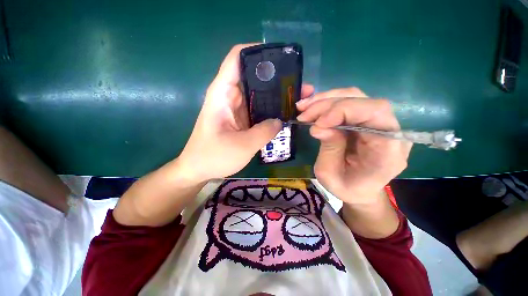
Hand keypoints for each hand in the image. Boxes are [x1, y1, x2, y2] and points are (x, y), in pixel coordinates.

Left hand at [177, 44, 313, 181]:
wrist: (199, 169)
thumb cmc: (214, 156)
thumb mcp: (243, 145)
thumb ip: (265, 131)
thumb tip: (280, 120)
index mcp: (223, 93)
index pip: (238, 58)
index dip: (258, 52)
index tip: (282, 59)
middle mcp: (230, 96)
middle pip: (254, 76)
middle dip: (277, 78)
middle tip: (299, 85)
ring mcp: (237, 108)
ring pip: (259, 94)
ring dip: (277, 96)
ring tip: (298, 98)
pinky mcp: (241, 119)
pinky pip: (259, 109)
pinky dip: (271, 110)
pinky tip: (286, 114)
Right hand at [296, 88, 411, 204]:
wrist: (360, 190)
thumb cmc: (347, 188)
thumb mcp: (330, 175)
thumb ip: (329, 149)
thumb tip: (318, 126)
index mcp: (387, 150)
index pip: (375, 113)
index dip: (343, 110)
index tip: (317, 123)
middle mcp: (389, 130)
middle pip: (362, 100)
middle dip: (328, 104)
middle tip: (303, 113)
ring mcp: (378, 122)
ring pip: (354, 96)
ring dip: (325, 100)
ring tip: (304, 108)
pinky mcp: (366, 119)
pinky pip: (348, 102)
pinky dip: (327, 103)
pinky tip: (311, 108)